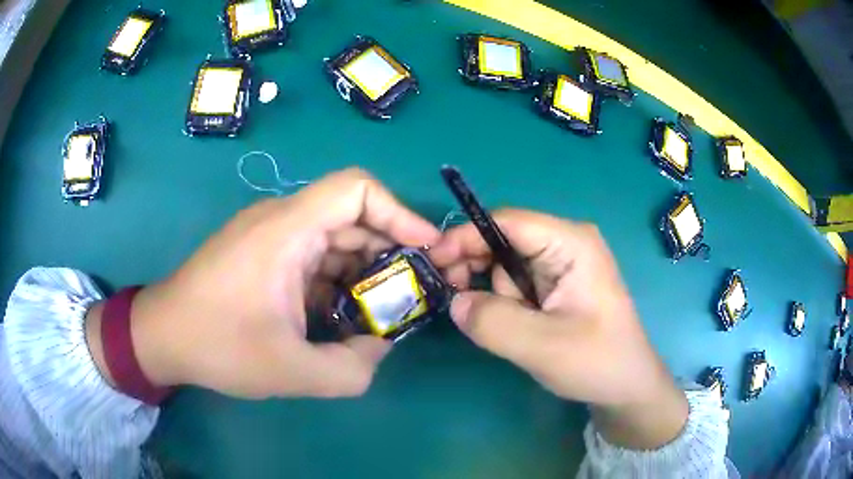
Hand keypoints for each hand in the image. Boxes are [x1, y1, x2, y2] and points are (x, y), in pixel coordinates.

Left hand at [87, 168, 440, 398]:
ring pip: (333, 238)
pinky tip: (340, 316)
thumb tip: (382, 346)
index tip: (426, 251)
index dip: (400, 212)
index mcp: (287, 230)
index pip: (357, 188)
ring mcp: (269, 236)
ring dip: (362, 271)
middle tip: (412, 293)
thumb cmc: (218, 345)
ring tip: (380, 312)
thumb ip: (353, 368)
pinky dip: (336, 280)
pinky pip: (312, 255)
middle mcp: (280, 220)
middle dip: (390, 251)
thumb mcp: (292, 371)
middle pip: (352, 215)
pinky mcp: (262, 254)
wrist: (162, 336)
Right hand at [429, 209, 687, 448]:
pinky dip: (502, 303)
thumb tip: (454, 302)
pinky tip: (513, 327)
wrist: (624, 387)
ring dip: (493, 294)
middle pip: (502, 240)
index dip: (465, 236)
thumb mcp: (543, 346)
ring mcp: (559, 265)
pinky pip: (514, 285)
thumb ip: (493, 322)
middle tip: (456, 299)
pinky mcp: (554, 287)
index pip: (507, 222)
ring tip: (510, 327)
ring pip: (504, 266)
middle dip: (477, 268)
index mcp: (570, 242)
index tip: (432, 261)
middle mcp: (564, 244)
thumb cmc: (597, 362)